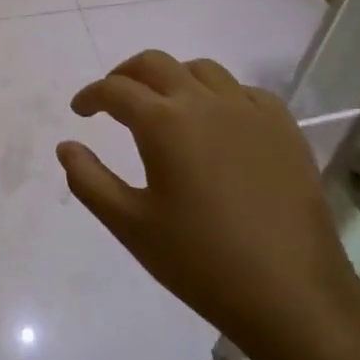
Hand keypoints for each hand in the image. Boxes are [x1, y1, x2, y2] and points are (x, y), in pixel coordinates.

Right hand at [57, 50, 359, 359]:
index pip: (115, 90)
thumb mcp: (131, 226)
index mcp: (163, 123)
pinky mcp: (283, 128)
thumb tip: (66, 146)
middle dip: (126, 74)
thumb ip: (89, 181)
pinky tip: (217, 123)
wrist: (293, 296)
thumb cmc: (201, 262)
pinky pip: (244, 91)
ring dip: (173, 78)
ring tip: (164, 106)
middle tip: (113, 100)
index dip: (91, 95)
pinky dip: (219, 95)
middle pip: (155, 63)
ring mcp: (249, 111)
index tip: (80, 111)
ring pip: (201, 69)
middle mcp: (204, 102)